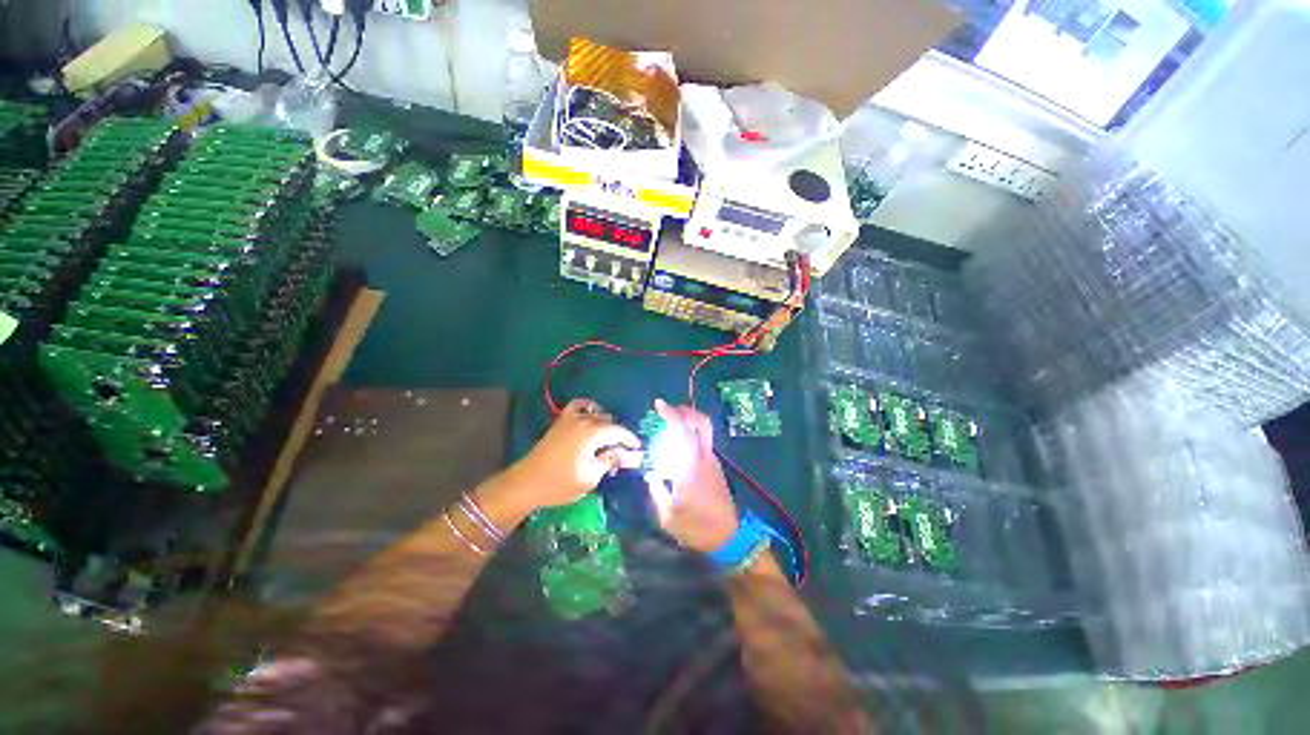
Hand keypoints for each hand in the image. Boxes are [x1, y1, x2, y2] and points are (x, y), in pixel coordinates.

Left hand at [507, 399, 642, 508]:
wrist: (526, 483)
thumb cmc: (560, 483)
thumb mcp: (591, 476)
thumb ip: (611, 461)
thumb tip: (629, 454)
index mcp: (592, 432)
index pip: (619, 431)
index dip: (631, 440)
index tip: (639, 449)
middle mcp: (583, 419)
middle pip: (609, 421)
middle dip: (618, 435)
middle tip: (620, 454)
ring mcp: (570, 418)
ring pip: (597, 413)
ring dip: (606, 423)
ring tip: (608, 440)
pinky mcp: (561, 421)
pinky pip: (578, 406)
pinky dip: (588, 408)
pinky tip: (592, 416)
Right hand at [647, 399, 739, 552]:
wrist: (727, 538)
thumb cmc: (695, 527)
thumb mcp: (667, 514)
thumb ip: (657, 490)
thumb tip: (651, 474)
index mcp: (690, 466)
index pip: (683, 430)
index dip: (671, 414)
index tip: (658, 405)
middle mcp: (704, 458)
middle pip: (702, 422)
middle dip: (686, 410)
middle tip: (669, 409)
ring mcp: (713, 461)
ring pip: (704, 431)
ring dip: (689, 421)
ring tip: (670, 425)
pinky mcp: (716, 467)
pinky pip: (703, 443)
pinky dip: (692, 435)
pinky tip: (679, 446)